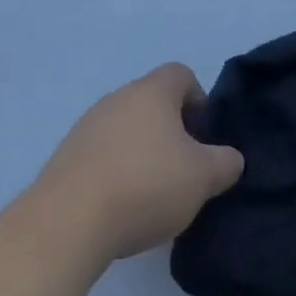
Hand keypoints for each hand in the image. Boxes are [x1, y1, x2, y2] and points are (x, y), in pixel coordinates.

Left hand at [32, 63, 244, 263]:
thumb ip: (225, 163)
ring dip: (142, 151)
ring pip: (126, 128)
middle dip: (171, 130)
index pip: (181, 75)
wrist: (68, 221)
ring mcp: (87, 125)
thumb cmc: (146, 185)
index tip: (204, 137)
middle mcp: (118, 97)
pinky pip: (101, 153)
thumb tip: (230, 158)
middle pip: (152, 101)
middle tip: (183, 169)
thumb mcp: (202, 178)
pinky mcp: (66, 155)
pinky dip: (116, 170)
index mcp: (152, 91)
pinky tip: (121, 205)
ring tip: (152, 193)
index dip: (199, 100)